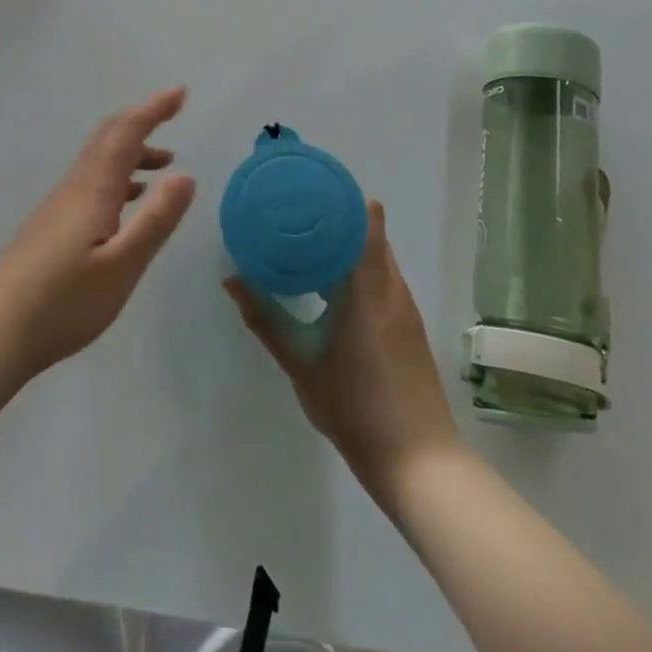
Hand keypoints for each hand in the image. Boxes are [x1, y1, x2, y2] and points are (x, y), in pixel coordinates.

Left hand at [0, 87, 196, 383]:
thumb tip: (186, 175)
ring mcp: (58, 204)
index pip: (126, 132)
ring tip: (164, 164)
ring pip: (98, 158)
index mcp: (93, 188)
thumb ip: (156, 220)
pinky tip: (128, 202)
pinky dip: (118, 175)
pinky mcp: (50, 224)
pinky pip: (90, 180)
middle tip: (173, 112)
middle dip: (141, 119)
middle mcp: (74, 186)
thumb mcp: (123, 266)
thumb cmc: (65, 302)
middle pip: (108, 136)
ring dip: (132, 151)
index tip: (180, 93)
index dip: (153, 109)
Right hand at [225, 199, 462, 506]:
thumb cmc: (356, 407)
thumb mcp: (300, 363)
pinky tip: (331, 285)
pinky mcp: (408, 326)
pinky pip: (382, 277)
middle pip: (369, 231)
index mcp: (368, 285)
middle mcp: (391, 286)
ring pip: (377, 255)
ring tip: (307, 242)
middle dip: (336, 216)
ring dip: (347, 243)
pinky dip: (358, 267)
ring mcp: (404, 306)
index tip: (307, 187)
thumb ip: (265, 318)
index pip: (365, 218)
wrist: (420, 464)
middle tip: (296, 213)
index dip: (340, 196)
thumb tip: (232, 279)